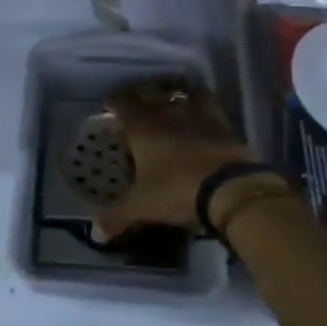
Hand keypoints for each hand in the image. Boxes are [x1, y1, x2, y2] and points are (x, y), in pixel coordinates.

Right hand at [94, 77, 259, 239]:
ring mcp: (198, 116)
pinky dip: (202, 105)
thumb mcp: (142, 207)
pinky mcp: (224, 125)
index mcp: (143, 127)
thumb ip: (117, 217)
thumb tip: (95, 233)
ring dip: (176, 92)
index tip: (108, 102)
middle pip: (152, 93)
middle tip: (137, 99)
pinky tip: (201, 113)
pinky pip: (209, 105)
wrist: (231, 189)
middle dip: (142, 93)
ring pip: (184, 93)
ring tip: (172, 98)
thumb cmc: (177, 190)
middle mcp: (168, 114)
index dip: (113, 100)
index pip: (122, 103)